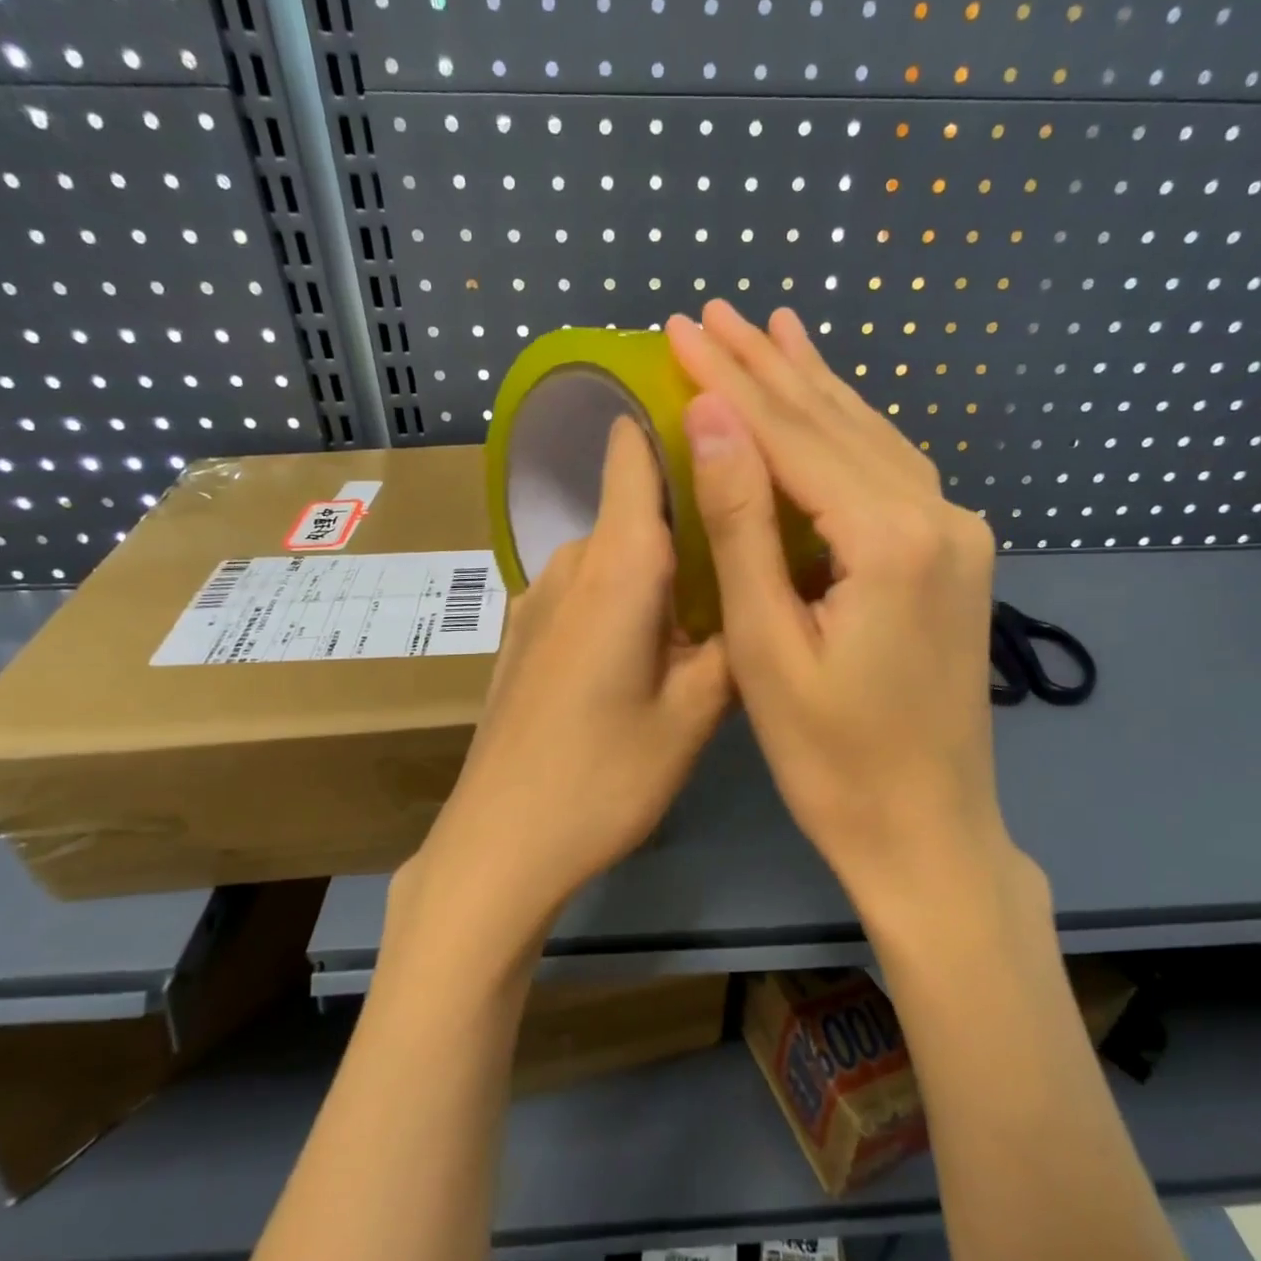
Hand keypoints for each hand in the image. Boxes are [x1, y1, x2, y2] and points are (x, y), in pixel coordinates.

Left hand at [407, 414, 731, 934]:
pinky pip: (587, 589)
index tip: (723, 418)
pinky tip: (652, 644)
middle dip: (689, 509)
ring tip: (711, 600)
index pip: (631, 452)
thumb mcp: (695, 715)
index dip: (669, 419)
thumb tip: (761, 590)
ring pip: (612, 552)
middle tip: (749, 538)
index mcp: (617, 567)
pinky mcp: (525, 633)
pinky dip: (627, 594)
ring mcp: (538, 598)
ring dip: (660, 562)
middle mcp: (571, 564)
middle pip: (632, 504)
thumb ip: (734, 639)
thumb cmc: (603, 778)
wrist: (499, 843)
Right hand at [667, 301, 1027, 915]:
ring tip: (771, 328)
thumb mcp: (767, 646)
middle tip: (711, 313)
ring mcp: (957, 531)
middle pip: (835, 422)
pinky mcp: (956, 553)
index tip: (679, 329)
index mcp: (890, 537)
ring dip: (813, 384)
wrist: (927, 830)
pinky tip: (830, 400)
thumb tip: (712, 418)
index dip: (729, 381)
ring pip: (871, 435)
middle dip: (766, 366)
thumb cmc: (831, 758)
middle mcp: (938, 514)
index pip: (792, 436)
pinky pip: (894, 469)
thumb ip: (743, 525)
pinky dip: (852, 428)